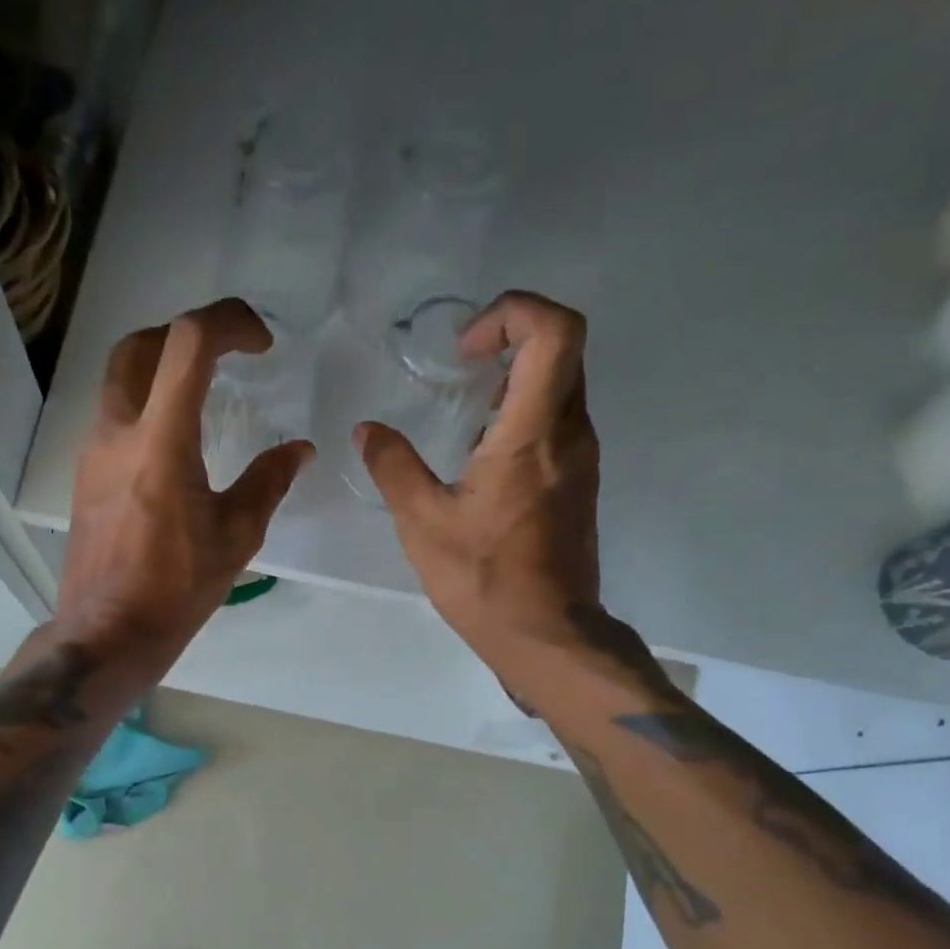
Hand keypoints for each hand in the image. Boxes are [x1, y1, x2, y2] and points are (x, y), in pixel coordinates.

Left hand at [55, 299, 313, 668]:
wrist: (108, 631)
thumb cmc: (176, 588)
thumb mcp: (236, 535)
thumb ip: (268, 482)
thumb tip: (299, 450)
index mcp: (161, 440)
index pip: (189, 343)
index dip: (229, 322)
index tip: (261, 344)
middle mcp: (117, 431)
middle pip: (139, 345)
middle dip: (186, 334)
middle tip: (225, 356)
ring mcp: (92, 451)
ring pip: (119, 378)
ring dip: (160, 367)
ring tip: (202, 394)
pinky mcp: (84, 474)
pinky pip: (113, 416)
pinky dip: (145, 404)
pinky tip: (173, 444)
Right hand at [355, 291, 638, 677]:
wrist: (547, 634)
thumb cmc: (484, 579)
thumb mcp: (422, 523)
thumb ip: (393, 466)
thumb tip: (367, 430)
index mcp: (533, 434)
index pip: (555, 331)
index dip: (513, 313)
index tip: (465, 349)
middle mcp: (571, 434)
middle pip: (563, 348)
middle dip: (509, 339)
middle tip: (459, 367)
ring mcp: (582, 458)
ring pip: (563, 384)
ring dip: (515, 377)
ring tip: (463, 411)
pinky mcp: (579, 482)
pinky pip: (559, 420)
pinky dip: (523, 412)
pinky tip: (480, 453)